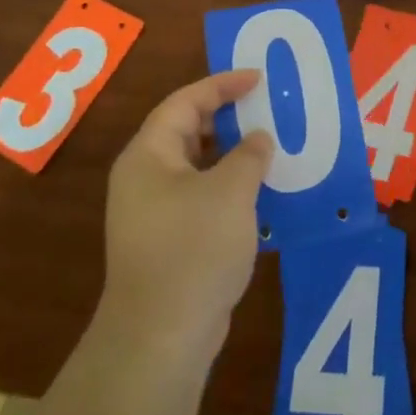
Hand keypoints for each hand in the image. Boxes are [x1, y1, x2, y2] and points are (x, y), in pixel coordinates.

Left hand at [95, 69, 273, 362]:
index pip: (185, 102)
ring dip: (232, 154)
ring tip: (270, 144)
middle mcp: (145, 178)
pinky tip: (261, 193)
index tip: (258, 78)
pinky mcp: (169, 241)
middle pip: (187, 131)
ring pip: (197, 166)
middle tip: (265, 106)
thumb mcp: (230, 192)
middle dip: (227, 116)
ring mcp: (154, 212)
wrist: (161, 336)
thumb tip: (257, 139)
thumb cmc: (193, 248)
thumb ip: (249, 155)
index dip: (222, 85)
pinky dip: (230, 186)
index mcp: (149, 156)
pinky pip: (202, 197)